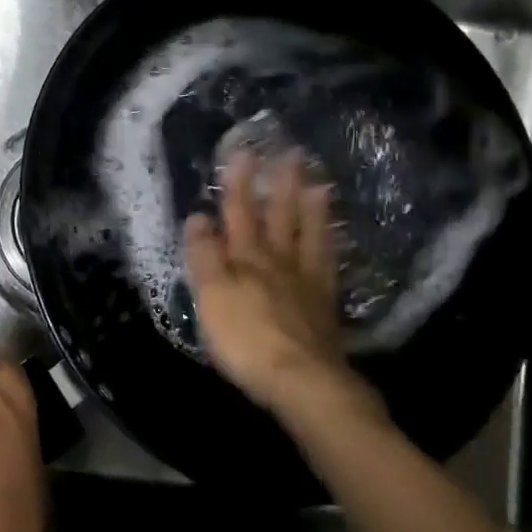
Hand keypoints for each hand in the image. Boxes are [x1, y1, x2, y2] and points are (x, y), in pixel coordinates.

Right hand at [183, 149, 386, 427]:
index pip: (238, 212)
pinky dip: (330, 245)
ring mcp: (306, 281)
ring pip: (309, 235)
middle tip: (292, 152)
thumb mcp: (211, 296)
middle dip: (281, 183)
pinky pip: (328, 263)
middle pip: (279, 216)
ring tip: (320, 183)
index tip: (242, 151)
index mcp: (246, 259)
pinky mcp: (324, 304)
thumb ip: (204, 255)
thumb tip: (198, 216)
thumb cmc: (246, 339)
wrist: (302, 380)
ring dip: (313, 208)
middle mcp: (278, 261)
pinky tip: (333, 238)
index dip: (237, 183)